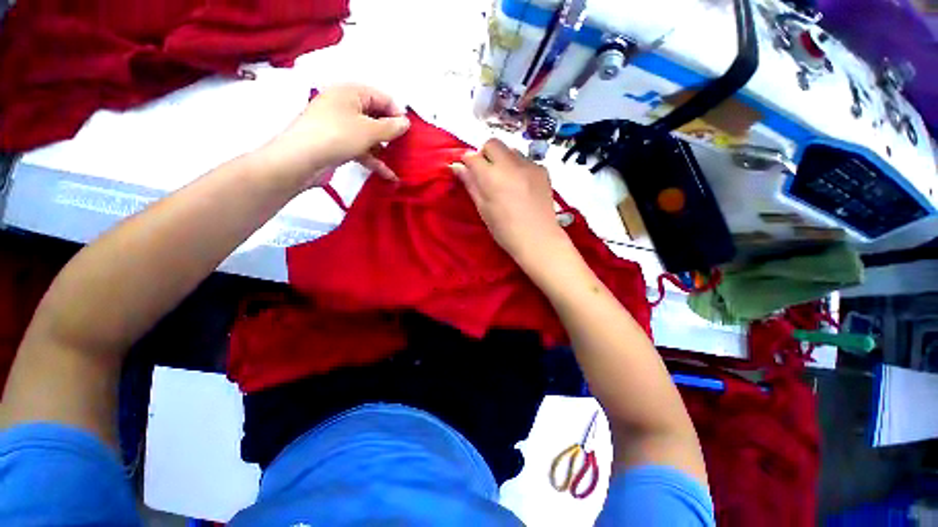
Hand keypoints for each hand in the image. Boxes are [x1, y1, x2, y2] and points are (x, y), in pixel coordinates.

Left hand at [257, 84, 410, 187]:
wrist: (300, 160)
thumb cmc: (337, 136)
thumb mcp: (369, 130)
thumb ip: (391, 127)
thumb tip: (406, 122)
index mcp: (351, 92)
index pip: (382, 97)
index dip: (397, 113)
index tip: (409, 132)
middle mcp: (345, 106)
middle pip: (376, 117)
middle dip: (392, 133)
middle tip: (406, 147)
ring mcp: (341, 126)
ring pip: (369, 135)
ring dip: (385, 150)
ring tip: (401, 162)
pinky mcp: (338, 144)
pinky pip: (361, 149)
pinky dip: (374, 160)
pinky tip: (389, 175)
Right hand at [451, 138, 568, 266]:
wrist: (538, 239)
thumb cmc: (505, 230)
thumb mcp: (483, 209)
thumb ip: (470, 184)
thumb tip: (457, 167)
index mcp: (491, 177)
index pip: (473, 156)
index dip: (467, 162)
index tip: (467, 171)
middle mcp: (510, 164)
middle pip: (492, 143)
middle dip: (485, 154)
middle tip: (486, 173)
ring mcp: (529, 165)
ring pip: (510, 149)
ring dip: (503, 159)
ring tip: (505, 179)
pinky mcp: (543, 170)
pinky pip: (526, 160)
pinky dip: (519, 167)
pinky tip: (521, 185)